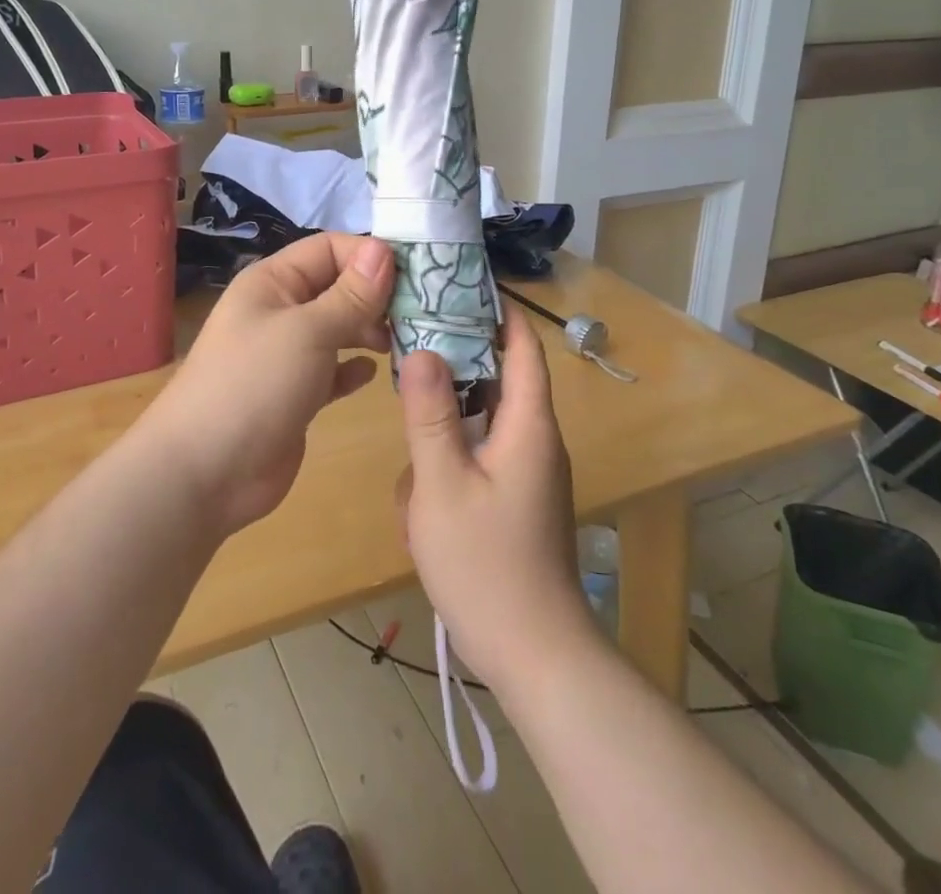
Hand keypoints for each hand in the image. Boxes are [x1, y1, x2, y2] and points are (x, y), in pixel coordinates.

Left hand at [144, 233, 393, 537]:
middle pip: (337, 287)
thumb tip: (383, 249)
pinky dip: (354, 367)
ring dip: (370, 330)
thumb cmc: (253, 384)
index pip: (329, 249)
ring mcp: (287, 355)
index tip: (415, 275)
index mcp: (273, 282)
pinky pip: (333, 369)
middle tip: (418, 314)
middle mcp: (280, 311)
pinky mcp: (296, 394)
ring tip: (403, 342)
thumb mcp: (307, 331)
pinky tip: (374, 373)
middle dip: (376, 295)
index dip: (369, 255)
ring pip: (338, 328)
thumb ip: (350, 294)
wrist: (205, 472)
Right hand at [397, 313, 600, 695]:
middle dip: (458, 361)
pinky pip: (479, 460)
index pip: (523, 348)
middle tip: (411, 339)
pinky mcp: (514, 500)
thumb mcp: (443, 484)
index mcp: (529, 426)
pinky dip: (450, 461)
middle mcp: (535, 440)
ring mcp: (526, 473)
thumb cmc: (487, 564)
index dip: (500, 312)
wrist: (534, 655)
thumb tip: (423, 350)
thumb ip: (430, 415)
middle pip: (498, 380)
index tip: (463, 284)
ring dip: (446, 423)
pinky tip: (417, 489)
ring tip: (406, 423)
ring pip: (482, 424)